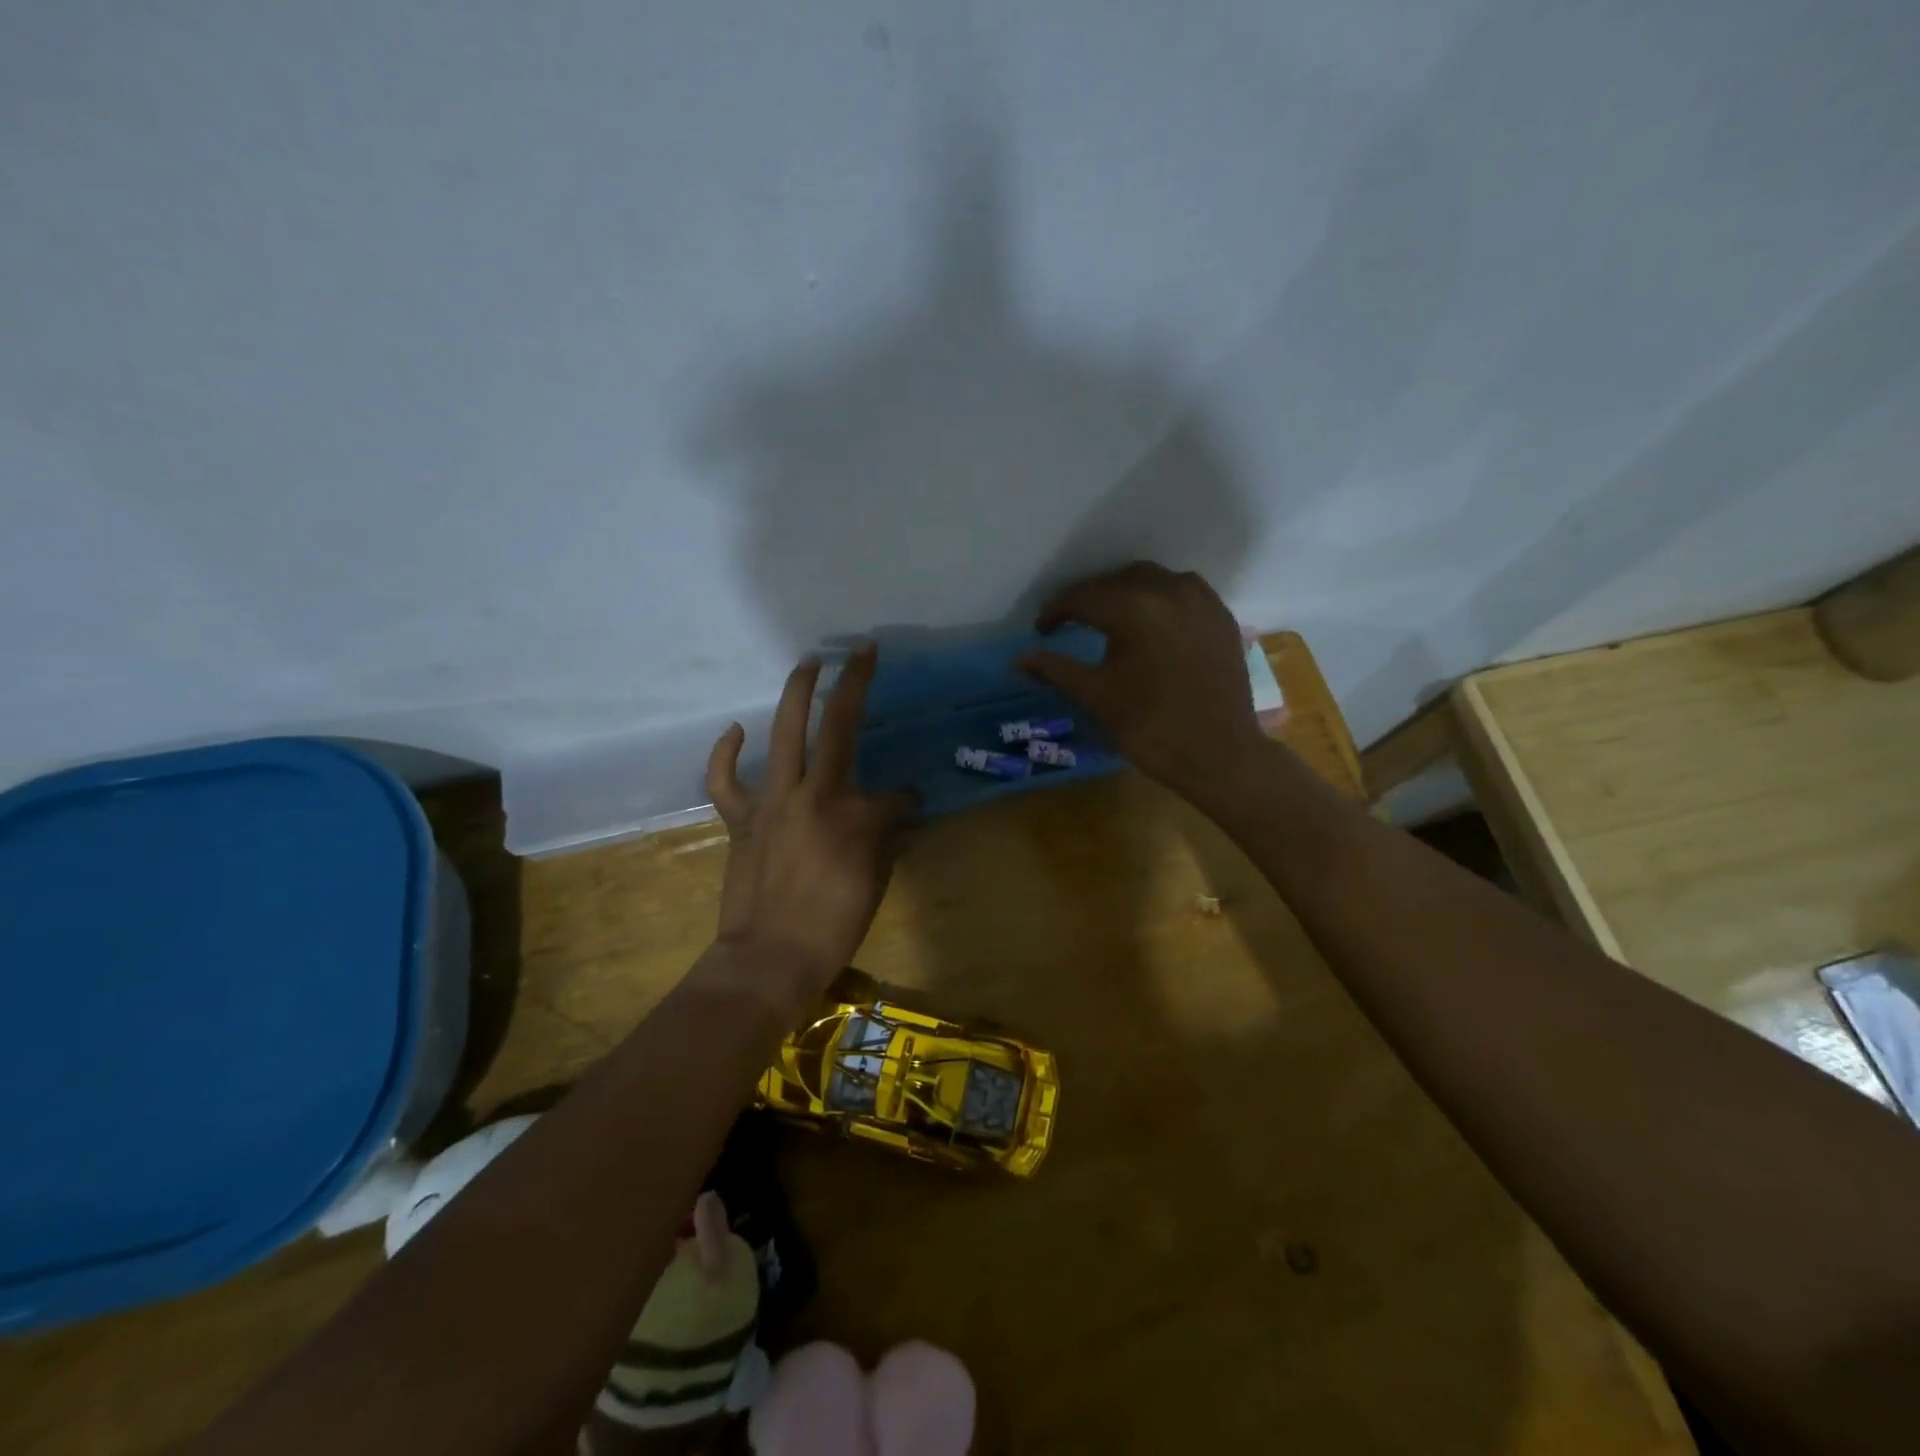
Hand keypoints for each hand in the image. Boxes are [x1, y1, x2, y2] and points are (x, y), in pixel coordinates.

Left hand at [705, 643, 914, 1004]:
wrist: (770, 958)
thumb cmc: (832, 926)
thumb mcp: (875, 882)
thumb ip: (886, 838)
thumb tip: (898, 813)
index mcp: (855, 813)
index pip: (892, 793)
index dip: (904, 799)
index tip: (907, 807)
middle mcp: (815, 793)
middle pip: (835, 726)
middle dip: (852, 682)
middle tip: (859, 652)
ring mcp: (772, 801)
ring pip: (783, 734)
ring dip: (795, 693)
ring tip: (807, 663)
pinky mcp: (741, 818)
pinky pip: (726, 779)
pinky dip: (727, 752)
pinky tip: (736, 729)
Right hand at [1018, 562, 1269, 802]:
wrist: (1220, 755)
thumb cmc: (1151, 727)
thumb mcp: (1096, 697)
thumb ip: (1055, 670)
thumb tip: (1019, 658)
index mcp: (1134, 607)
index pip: (1082, 597)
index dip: (1056, 611)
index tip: (1041, 630)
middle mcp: (1169, 590)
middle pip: (1117, 581)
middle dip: (1090, 598)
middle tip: (1071, 622)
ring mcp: (1201, 601)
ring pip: (1152, 580)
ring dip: (1125, 592)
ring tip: (1109, 618)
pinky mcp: (1221, 617)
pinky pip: (1182, 592)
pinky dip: (1158, 599)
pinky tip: (1151, 623)